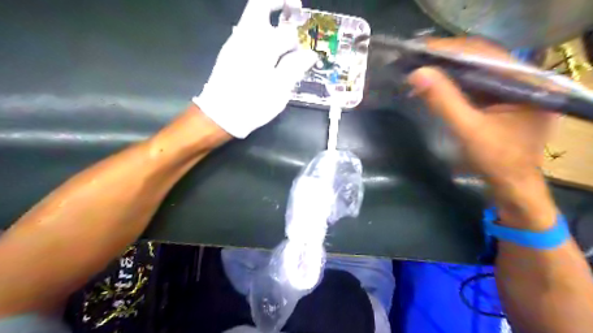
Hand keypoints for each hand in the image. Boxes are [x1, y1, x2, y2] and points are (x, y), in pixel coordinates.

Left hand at [193, 0, 317, 137]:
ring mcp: (235, 41)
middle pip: (261, 4)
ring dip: (272, 17)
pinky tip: (271, 48)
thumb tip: (310, 54)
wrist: (220, 115)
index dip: (301, 41)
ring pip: (253, 16)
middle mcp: (247, 36)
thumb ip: (294, 67)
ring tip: (287, 32)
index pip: (288, 33)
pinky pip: (248, 30)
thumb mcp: (279, 90)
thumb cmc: (252, 104)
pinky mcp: (230, 50)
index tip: (308, 53)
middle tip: (296, 8)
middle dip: (280, 2)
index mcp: (262, 45)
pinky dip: (262, 30)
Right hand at [406, 37, 559, 228]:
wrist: (512, 185)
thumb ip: (444, 101)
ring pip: (476, 70)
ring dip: (448, 70)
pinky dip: (454, 84)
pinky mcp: (502, 100)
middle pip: (481, 58)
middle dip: (447, 58)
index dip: (450, 49)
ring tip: (422, 70)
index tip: (420, 50)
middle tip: (417, 58)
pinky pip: (475, 84)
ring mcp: (513, 89)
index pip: (485, 53)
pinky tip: (436, 85)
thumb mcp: (468, 129)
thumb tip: (417, 73)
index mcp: (526, 81)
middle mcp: (523, 78)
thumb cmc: (496, 160)